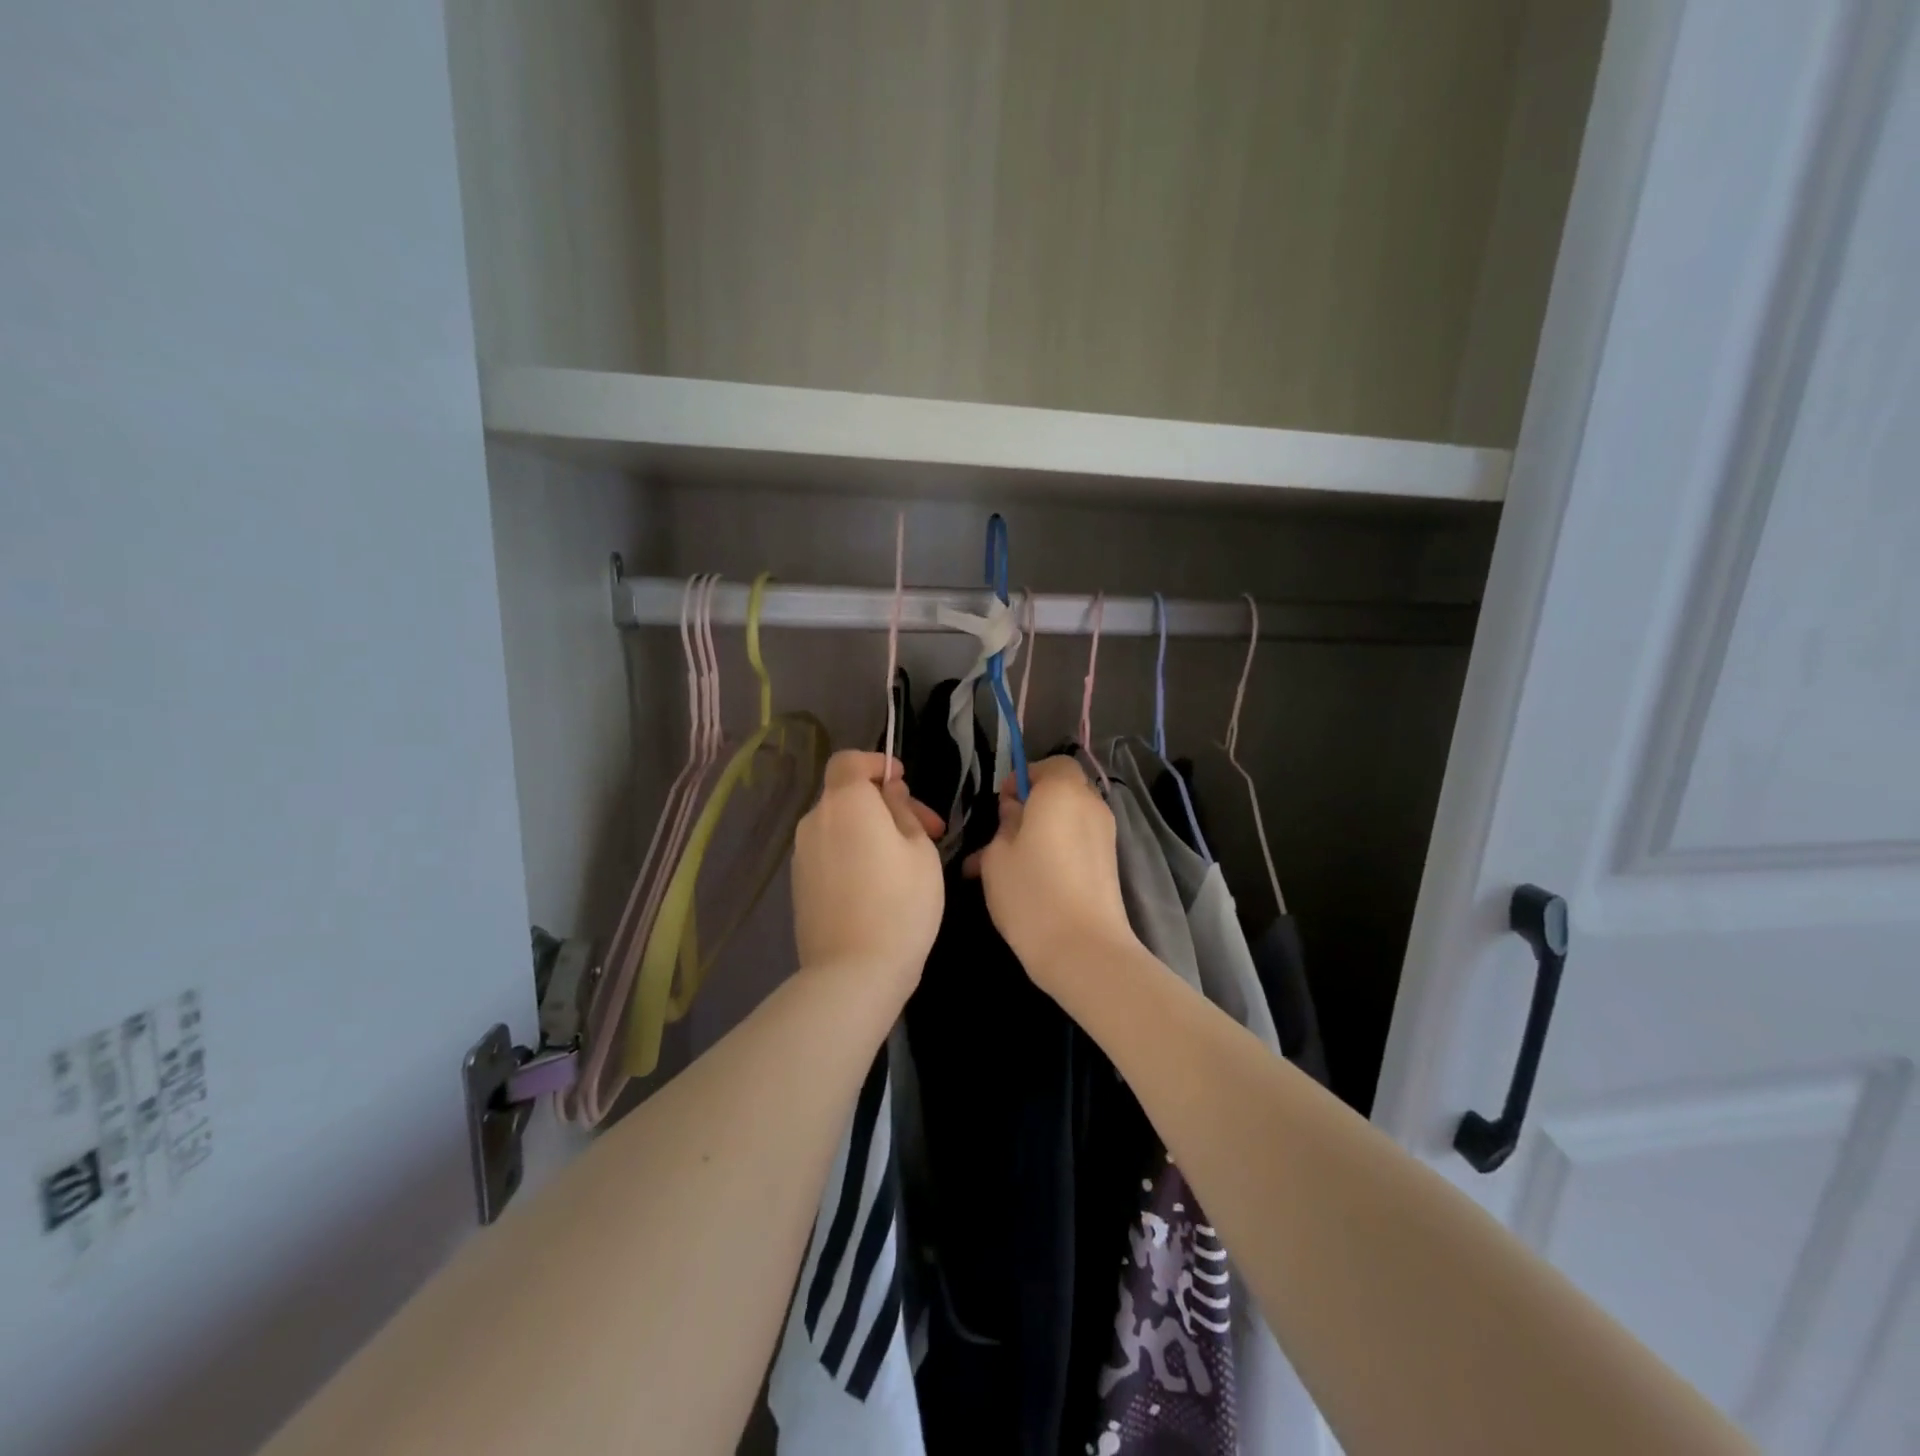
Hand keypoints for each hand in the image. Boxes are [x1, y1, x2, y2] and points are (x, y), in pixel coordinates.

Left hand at [792, 750, 944, 999]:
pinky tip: (878, 884)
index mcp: (846, 803)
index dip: (876, 763)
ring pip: (839, 826)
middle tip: (927, 830)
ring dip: (870, 830)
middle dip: (885, 803)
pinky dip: (852, 853)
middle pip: (847, 795)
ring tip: (905, 861)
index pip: (849, 761)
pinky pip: (829, 853)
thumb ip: (903, 811)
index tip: (903, 782)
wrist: (853, 972)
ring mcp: (802, 855)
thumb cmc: (901, 903)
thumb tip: (889, 793)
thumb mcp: (920, 850)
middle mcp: (815, 821)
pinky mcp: (799, 885)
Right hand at [966, 755, 1140, 994]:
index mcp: (1063, 791)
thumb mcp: (997, 855)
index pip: (1051, 764)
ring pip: (1068, 821)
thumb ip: (1004, 823)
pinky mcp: (1109, 865)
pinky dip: (1057, 850)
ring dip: (1042, 832)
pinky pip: (1078, 844)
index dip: (1025, 778)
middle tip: (1003, 834)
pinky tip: (1030, 880)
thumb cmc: (1031, 892)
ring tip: (1008, 864)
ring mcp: (1105, 837)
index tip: (1002, 805)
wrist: (1084, 949)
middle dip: (1032, 806)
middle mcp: (1091, 806)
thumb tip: (1015, 810)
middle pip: (1062, 792)